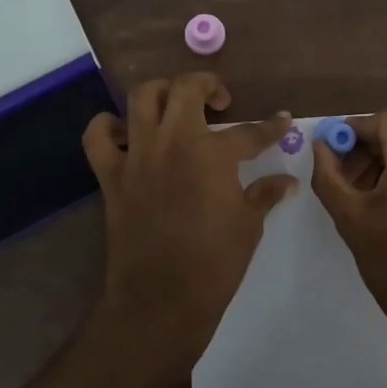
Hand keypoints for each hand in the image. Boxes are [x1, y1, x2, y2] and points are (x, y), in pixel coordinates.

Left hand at [81, 74, 295, 382]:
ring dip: (162, 92)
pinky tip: (126, 133)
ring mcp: (138, 155)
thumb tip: (287, 181)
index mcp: (213, 154)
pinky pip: (98, 136)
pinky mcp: (111, 175)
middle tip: (220, 103)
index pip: (250, 132)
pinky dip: (108, 126)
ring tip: (175, 107)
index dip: (271, 127)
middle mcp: (173, 142)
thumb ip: (265, 194)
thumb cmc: (213, 264)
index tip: (281, 121)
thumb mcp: (248, 226)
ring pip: (143, 97)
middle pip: (187, 88)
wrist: (159, 301)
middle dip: (208, 86)